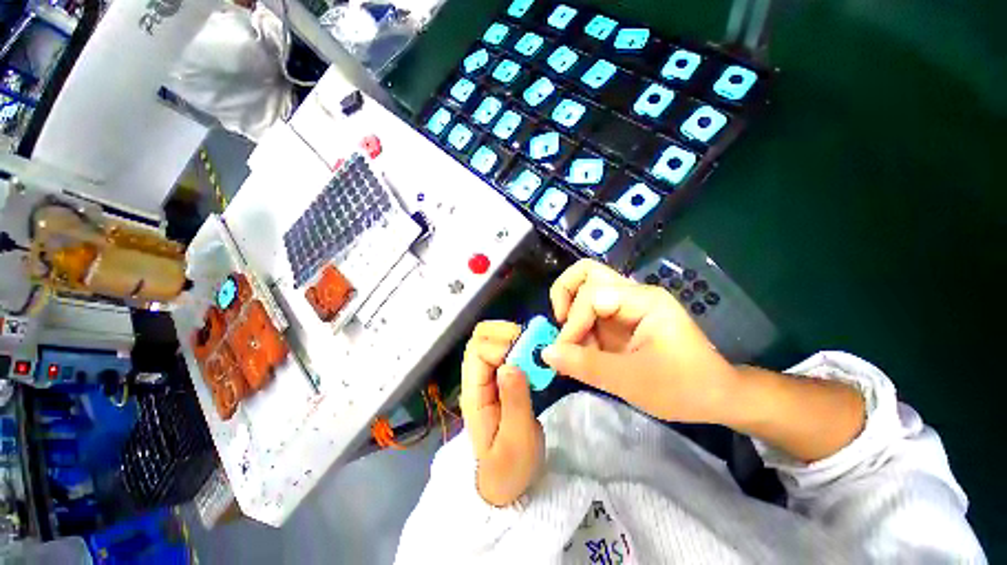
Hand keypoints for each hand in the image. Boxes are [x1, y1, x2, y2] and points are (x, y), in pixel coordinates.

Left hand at [461, 321, 544, 505]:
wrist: (505, 483)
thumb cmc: (510, 467)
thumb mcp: (517, 439)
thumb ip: (514, 401)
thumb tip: (511, 364)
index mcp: (474, 393)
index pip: (478, 350)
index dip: (502, 347)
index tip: (527, 360)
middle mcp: (476, 379)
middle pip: (480, 337)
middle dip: (506, 333)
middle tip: (531, 347)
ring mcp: (486, 377)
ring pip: (491, 340)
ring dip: (513, 338)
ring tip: (534, 352)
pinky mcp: (498, 379)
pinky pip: (503, 351)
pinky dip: (518, 346)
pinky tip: (533, 358)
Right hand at [542, 259, 740, 424]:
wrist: (714, 397)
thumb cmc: (682, 387)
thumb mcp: (631, 381)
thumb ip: (586, 365)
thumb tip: (545, 353)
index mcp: (644, 300)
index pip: (593, 294)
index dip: (574, 321)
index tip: (565, 352)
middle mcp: (633, 294)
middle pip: (587, 272)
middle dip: (565, 294)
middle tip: (561, 322)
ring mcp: (626, 304)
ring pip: (585, 286)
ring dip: (570, 310)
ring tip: (571, 338)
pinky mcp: (620, 318)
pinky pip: (589, 310)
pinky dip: (577, 325)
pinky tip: (581, 347)